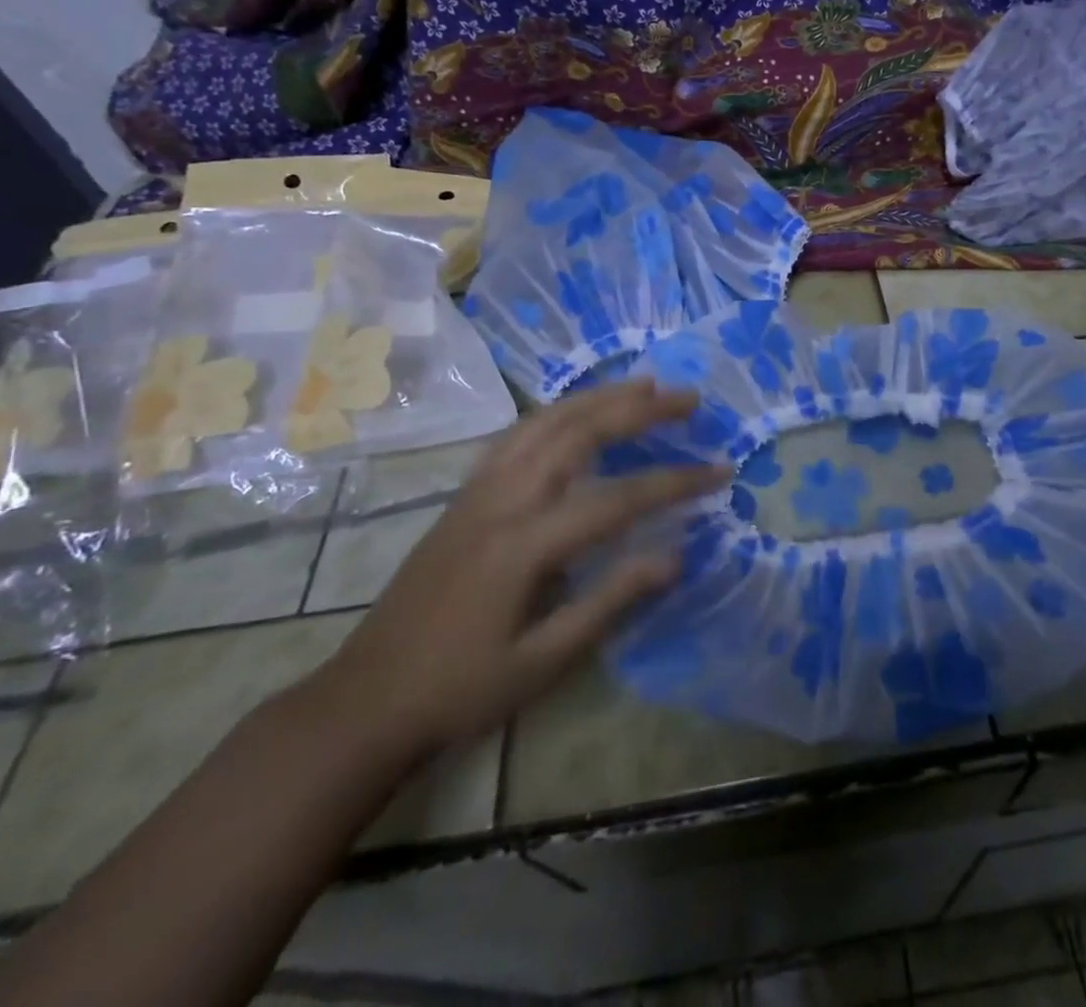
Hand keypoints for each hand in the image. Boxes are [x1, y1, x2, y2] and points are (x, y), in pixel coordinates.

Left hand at [306, 380, 724, 759]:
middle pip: (580, 433)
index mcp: (524, 545)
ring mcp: (478, 491)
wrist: (365, 701)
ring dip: (598, 397)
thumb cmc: (460, 691)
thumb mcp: (543, 662)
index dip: (675, 482)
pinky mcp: (463, 495)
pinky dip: (557, 412)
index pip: (618, 498)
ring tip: (643, 385)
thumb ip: (612, 601)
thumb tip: (676, 556)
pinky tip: (576, 411)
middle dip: (640, 409)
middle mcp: (502, 500)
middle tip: (688, 398)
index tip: (720, 470)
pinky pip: (517, 434)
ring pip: (545, 421)